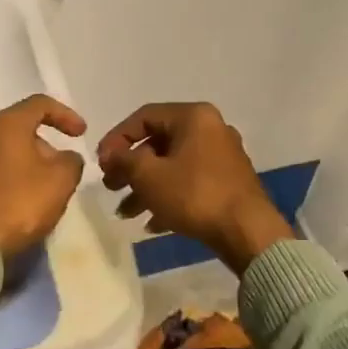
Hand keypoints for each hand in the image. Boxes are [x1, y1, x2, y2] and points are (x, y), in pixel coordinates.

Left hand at [0, 95, 87, 258]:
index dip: (66, 115)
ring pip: (7, 153)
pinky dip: (12, 180)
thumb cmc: (20, 202)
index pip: (40, 104)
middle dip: (47, 146)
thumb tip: (66, 158)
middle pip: (21, 129)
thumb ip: (71, 161)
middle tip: (63, 169)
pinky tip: (23, 202)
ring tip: (46, 189)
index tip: (82, 134)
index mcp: (7, 124)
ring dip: (29, 165)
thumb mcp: (61, 180)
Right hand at [97, 102, 293, 274]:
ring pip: (173, 166)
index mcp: (193, 117)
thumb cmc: (194, 195)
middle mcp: (211, 129)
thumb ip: (123, 160)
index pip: (143, 116)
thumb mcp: (149, 176)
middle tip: (111, 187)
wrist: (247, 231)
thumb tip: (110, 153)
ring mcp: (222, 156)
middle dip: (130, 168)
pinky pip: (190, 182)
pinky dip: (169, 197)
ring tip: (126, 212)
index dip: (116, 138)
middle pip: (158, 143)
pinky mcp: (228, 182)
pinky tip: (153, 224)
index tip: (100, 163)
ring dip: (146, 188)